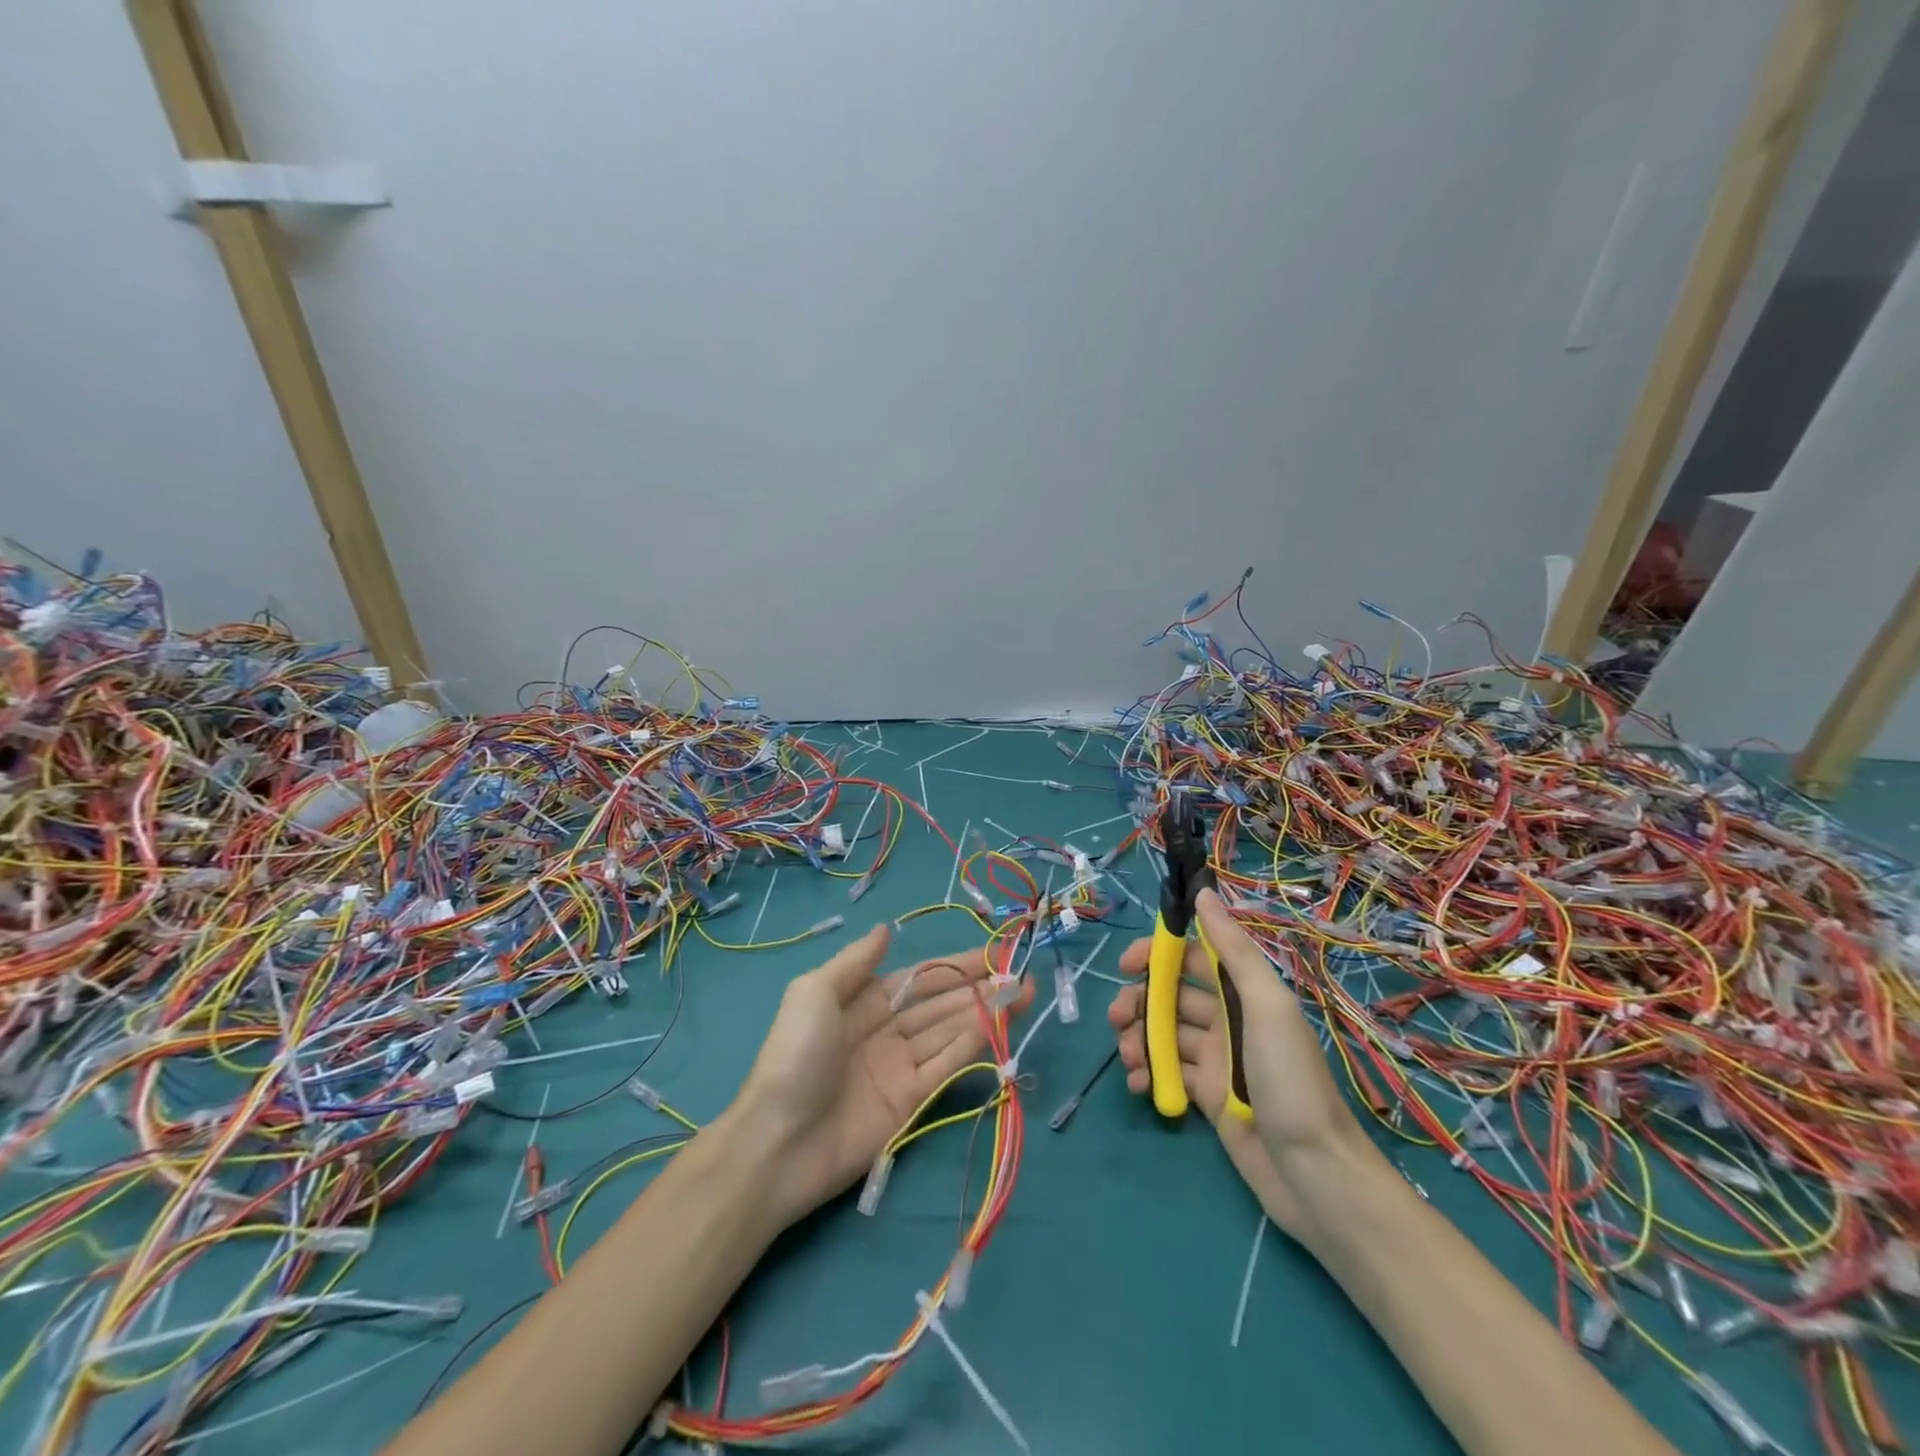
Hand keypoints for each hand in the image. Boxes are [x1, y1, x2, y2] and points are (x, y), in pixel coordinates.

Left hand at [731, 924, 1031, 1223]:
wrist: (778, 1143)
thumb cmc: (795, 1056)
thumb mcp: (814, 993)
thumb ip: (855, 962)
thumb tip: (887, 930)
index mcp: (863, 1001)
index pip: (921, 978)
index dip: (956, 965)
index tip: (993, 953)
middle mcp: (887, 1030)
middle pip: (942, 1003)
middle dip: (980, 988)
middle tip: (1022, 974)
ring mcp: (900, 1067)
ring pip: (951, 1031)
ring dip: (987, 1013)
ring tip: (1024, 994)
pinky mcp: (911, 1102)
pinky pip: (947, 1066)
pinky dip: (974, 1046)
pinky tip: (1000, 1027)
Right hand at [1107, 889, 1375, 1236]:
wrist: (1314, 1175)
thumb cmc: (1290, 1080)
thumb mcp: (1267, 1006)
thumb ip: (1233, 950)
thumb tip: (1203, 893)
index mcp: (1244, 994)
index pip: (1192, 960)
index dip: (1157, 955)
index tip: (1126, 964)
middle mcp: (1227, 1021)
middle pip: (1170, 997)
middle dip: (1139, 1002)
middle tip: (1116, 1019)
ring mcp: (1215, 1060)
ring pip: (1163, 1034)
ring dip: (1138, 1039)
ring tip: (1129, 1059)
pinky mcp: (1206, 1097)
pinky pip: (1167, 1073)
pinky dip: (1148, 1074)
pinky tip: (1138, 1085)